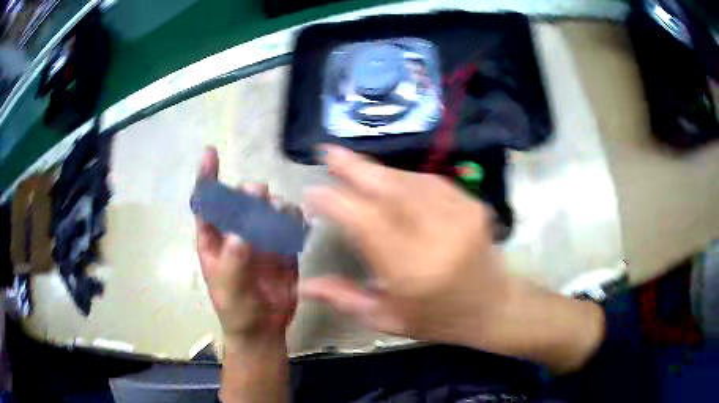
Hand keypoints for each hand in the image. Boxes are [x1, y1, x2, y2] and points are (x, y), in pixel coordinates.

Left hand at [195, 147, 298, 345]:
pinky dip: (293, 219)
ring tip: (280, 215)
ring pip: (267, 208)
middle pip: (241, 201)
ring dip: (274, 205)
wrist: (263, 329)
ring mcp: (260, 238)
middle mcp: (236, 232)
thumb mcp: (230, 292)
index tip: (211, 153)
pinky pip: (288, 224)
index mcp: (213, 240)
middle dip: (249, 193)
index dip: (207, 177)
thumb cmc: (237, 311)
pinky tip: (296, 224)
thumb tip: (240, 235)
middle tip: (260, 195)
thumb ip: (233, 265)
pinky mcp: (281, 246)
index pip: (206, 203)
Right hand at [302, 145, 505, 341]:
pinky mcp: (472, 204)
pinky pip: (430, 181)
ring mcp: (459, 214)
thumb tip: (305, 284)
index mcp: (411, 270)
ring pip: (409, 181)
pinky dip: (404, 177)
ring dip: (377, 171)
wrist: (494, 306)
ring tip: (352, 166)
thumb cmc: (438, 319)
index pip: (366, 223)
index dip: (336, 203)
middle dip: (355, 168)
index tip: (312, 193)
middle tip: (328, 152)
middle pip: (389, 190)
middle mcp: (436, 235)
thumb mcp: (388, 319)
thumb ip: (345, 299)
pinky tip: (389, 178)